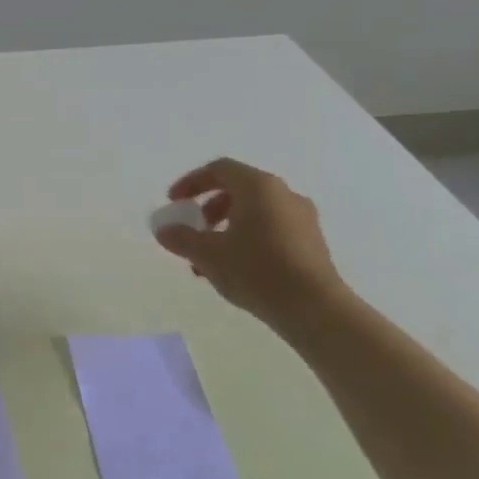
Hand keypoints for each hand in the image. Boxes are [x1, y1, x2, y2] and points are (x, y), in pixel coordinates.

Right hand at [154, 158, 346, 327]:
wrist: (315, 308)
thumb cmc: (256, 270)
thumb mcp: (207, 253)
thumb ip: (181, 237)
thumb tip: (164, 230)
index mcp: (259, 187)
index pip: (220, 169)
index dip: (191, 182)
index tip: (174, 202)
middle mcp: (284, 194)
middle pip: (238, 190)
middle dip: (208, 208)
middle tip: (192, 229)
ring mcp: (303, 219)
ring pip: (255, 212)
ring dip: (226, 228)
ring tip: (208, 258)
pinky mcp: (312, 243)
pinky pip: (271, 229)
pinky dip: (247, 239)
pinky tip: (234, 269)